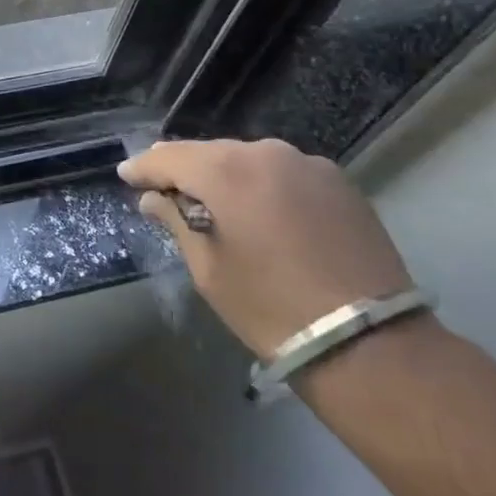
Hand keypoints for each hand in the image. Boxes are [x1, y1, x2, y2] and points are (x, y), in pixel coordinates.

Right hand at [118, 138, 412, 356]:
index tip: (126, 176)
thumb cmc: (271, 308)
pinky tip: (261, 211)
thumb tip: (154, 199)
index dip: (143, 167)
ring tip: (214, 201)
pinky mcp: (339, 182)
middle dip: (185, 169)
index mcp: (227, 171)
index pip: (169, 157)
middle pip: (210, 153)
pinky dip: (263, 184)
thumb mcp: (209, 269)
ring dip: (226, 176)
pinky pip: (283, 172)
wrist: (370, 344)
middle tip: (165, 189)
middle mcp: (266, 152)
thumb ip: (176, 222)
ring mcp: (307, 163)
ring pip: (249, 159)